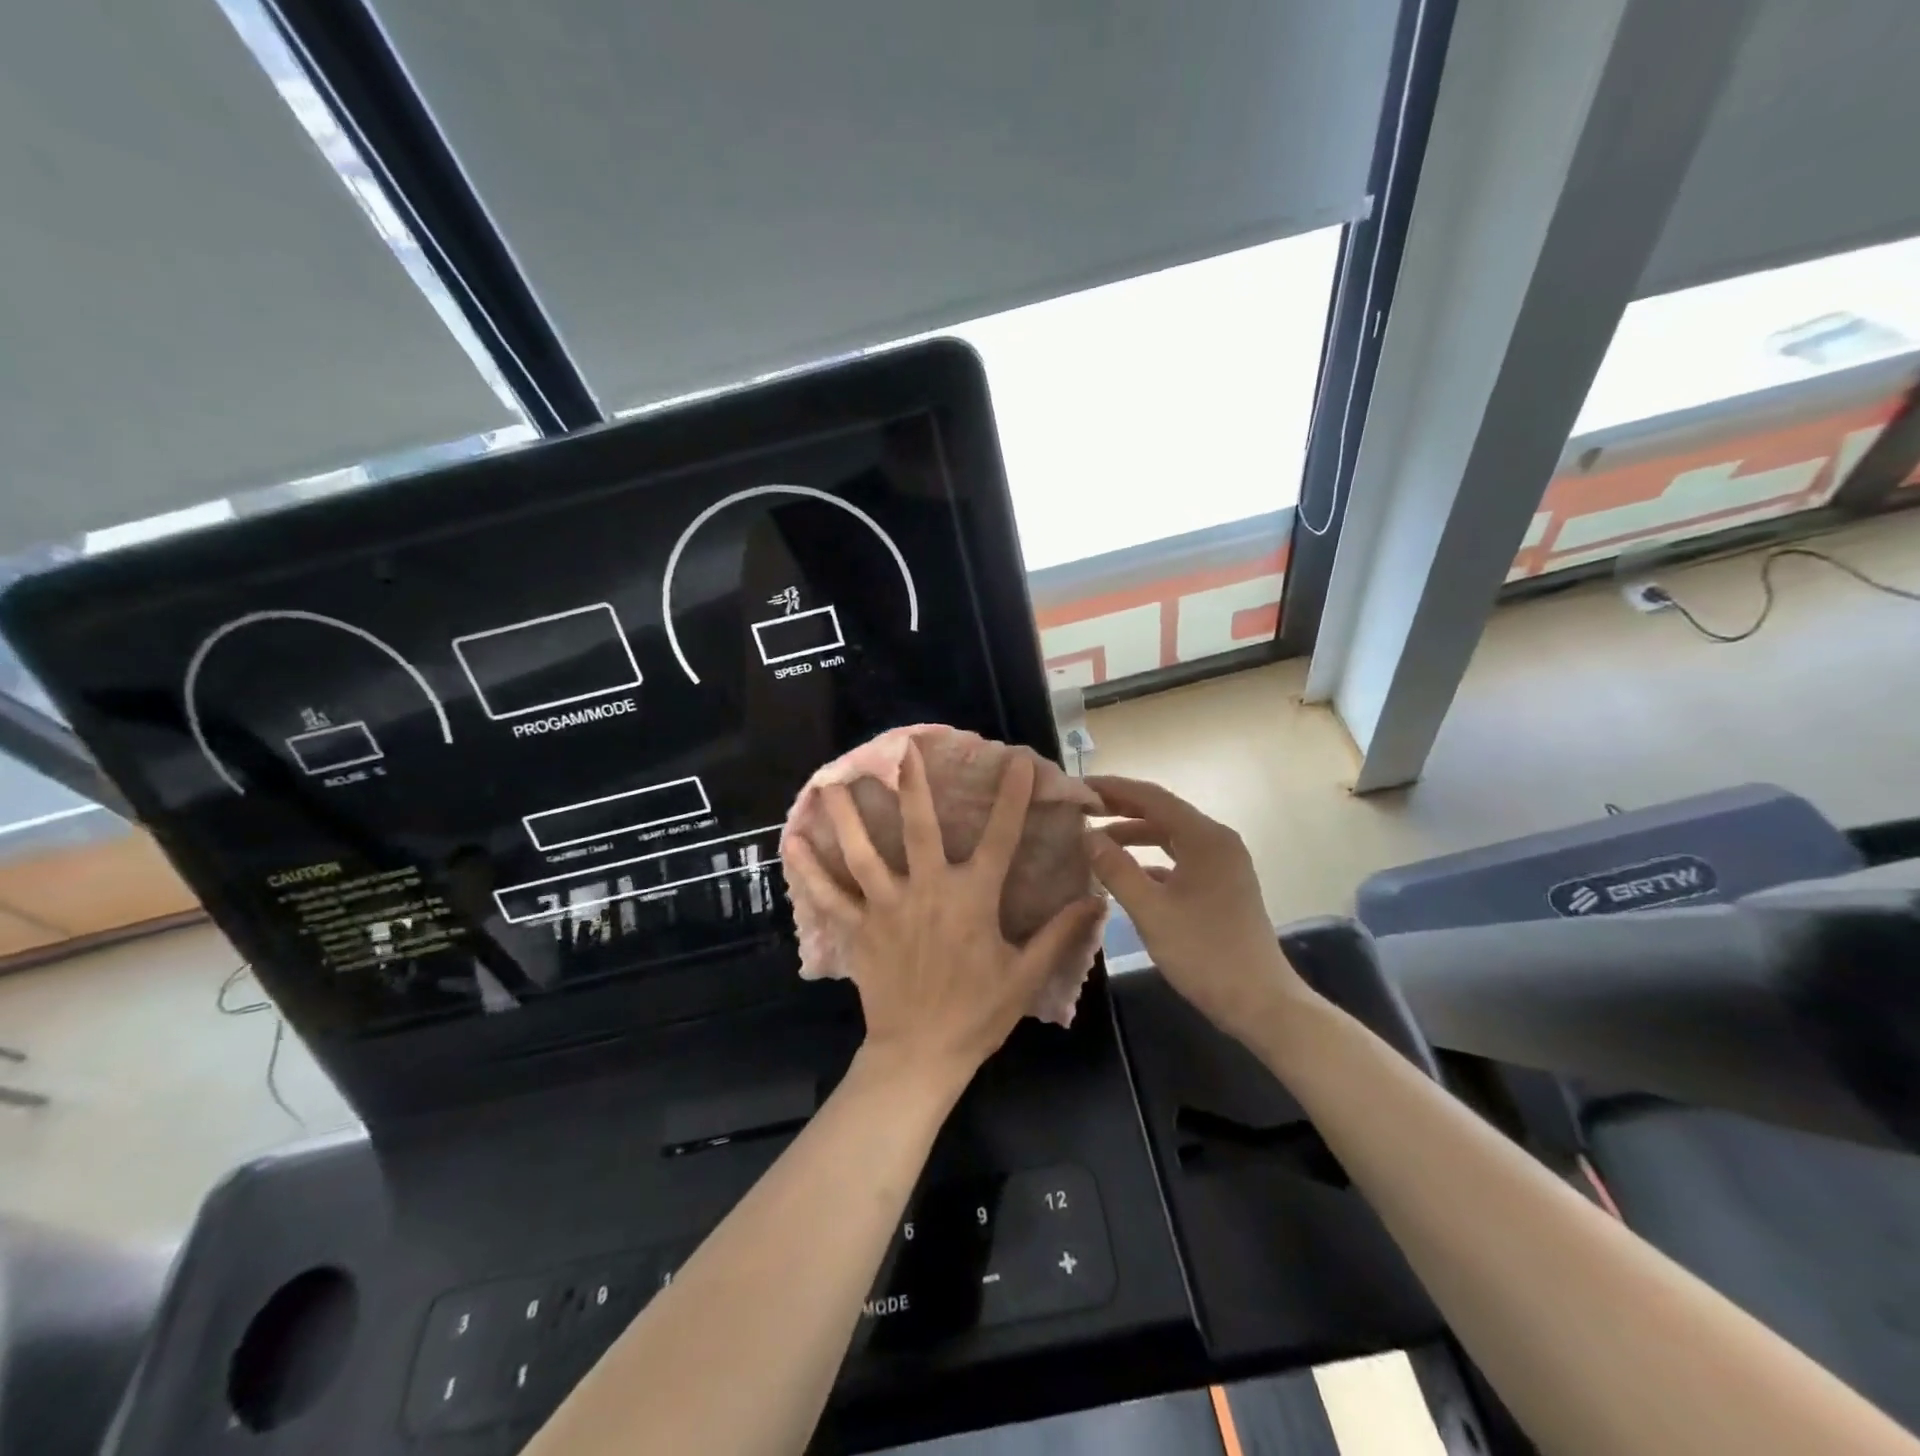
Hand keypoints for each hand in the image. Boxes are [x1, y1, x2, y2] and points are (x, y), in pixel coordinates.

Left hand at [784, 743, 1105, 1092]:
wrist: (921, 1054)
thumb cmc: (977, 1013)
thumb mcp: (1026, 975)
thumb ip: (1060, 933)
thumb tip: (1095, 899)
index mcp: (973, 899)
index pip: (1000, 838)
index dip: (1012, 798)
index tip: (1016, 762)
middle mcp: (929, 891)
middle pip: (919, 828)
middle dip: (913, 785)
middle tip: (902, 749)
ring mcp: (888, 907)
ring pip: (863, 852)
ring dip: (848, 815)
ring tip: (832, 781)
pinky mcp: (859, 929)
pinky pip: (830, 895)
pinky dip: (810, 869)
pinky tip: (792, 842)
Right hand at [1085, 775, 1313, 1040]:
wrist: (1261, 1003)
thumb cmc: (1204, 953)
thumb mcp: (1151, 911)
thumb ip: (1116, 869)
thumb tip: (1087, 835)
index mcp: (1206, 838)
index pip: (1153, 797)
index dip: (1114, 789)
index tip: (1079, 788)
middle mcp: (1217, 842)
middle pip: (1163, 813)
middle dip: (1122, 809)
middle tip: (1081, 810)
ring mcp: (1223, 865)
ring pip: (1171, 837)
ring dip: (1134, 836)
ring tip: (1095, 841)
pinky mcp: (1221, 886)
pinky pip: (1179, 860)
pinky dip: (1150, 860)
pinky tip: (1124, 873)